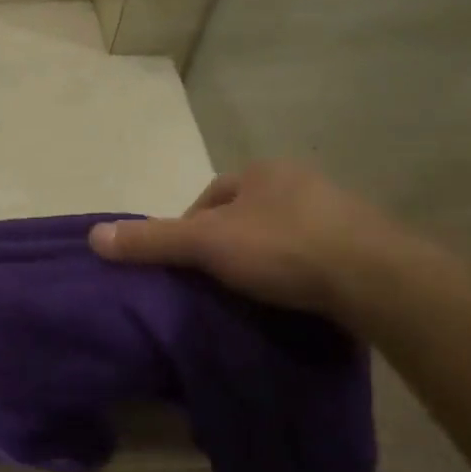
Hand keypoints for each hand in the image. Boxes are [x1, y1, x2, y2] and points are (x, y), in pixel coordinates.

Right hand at [89, 162, 394, 317]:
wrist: (377, 278)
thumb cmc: (283, 248)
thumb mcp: (206, 244)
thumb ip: (153, 241)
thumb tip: (94, 236)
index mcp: (262, 172)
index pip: (211, 197)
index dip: (191, 228)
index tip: (185, 264)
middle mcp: (301, 182)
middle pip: (246, 215)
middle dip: (228, 244)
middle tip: (215, 283)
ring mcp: (338, 212)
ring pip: (282, 234)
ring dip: (265, 259)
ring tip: (252, 296)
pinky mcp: (366, 245)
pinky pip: (316, 255)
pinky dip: (298, 273)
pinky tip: (293, 299)